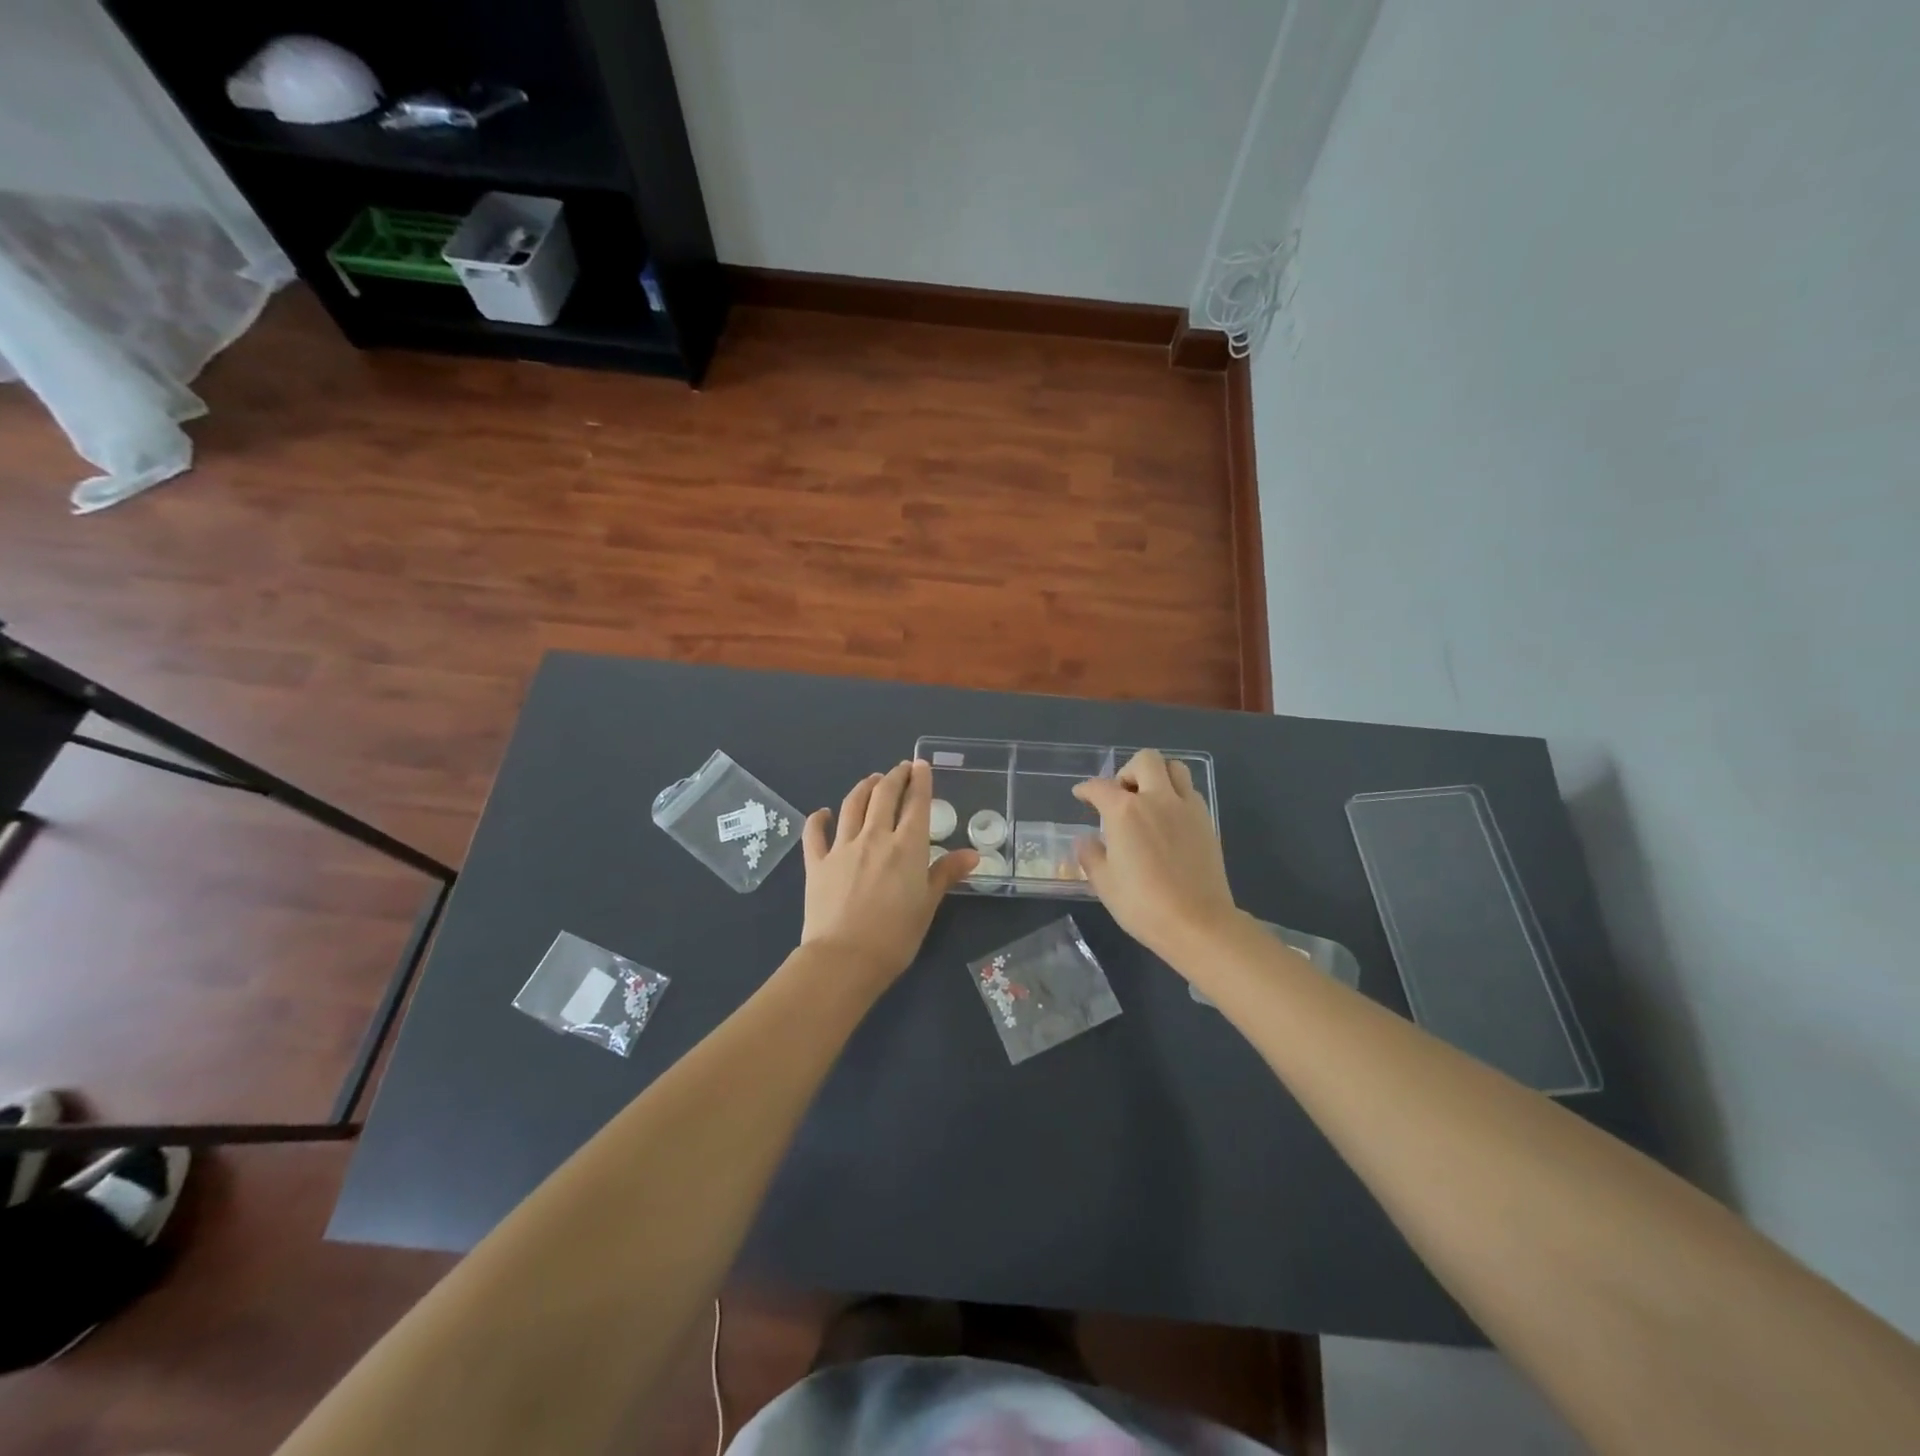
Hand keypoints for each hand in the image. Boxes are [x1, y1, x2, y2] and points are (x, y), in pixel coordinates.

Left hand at [801, 760, 977, 986]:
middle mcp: (875, 837)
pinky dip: (819, 818)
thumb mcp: (928, 905)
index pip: (916, 804)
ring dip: (863, 788)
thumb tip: (972, 854)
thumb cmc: (895, 936)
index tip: (921, 765)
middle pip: (884, 795)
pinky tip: (823, 812)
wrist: (844, 958)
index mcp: (907, 847)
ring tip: (871, 780)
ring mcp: (843, 847)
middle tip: (900, 769)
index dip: (920, 781)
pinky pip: (815, 832)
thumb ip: (946, 874)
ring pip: (852, 805)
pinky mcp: (817, 862)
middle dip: (894, 777)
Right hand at [1073, 749, 1238, 962]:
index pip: (1099, 787)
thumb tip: (1085, 840)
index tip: (1081, 795)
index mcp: (1124, 811)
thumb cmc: (1143, 904)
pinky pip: (1191, 792)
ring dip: (1158, 776)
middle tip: (1120, 795)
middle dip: (1127, 771)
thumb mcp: (1104, 883)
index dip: (1086, 789)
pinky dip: (1176, 795)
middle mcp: (1156, 799)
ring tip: (1148, 800)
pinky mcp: (1207, 821)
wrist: (1198, 923)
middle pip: (1145, 760)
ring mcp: (1186, 807)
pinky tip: (1169, 819)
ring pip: (1174, 768)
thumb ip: (1090, 855)